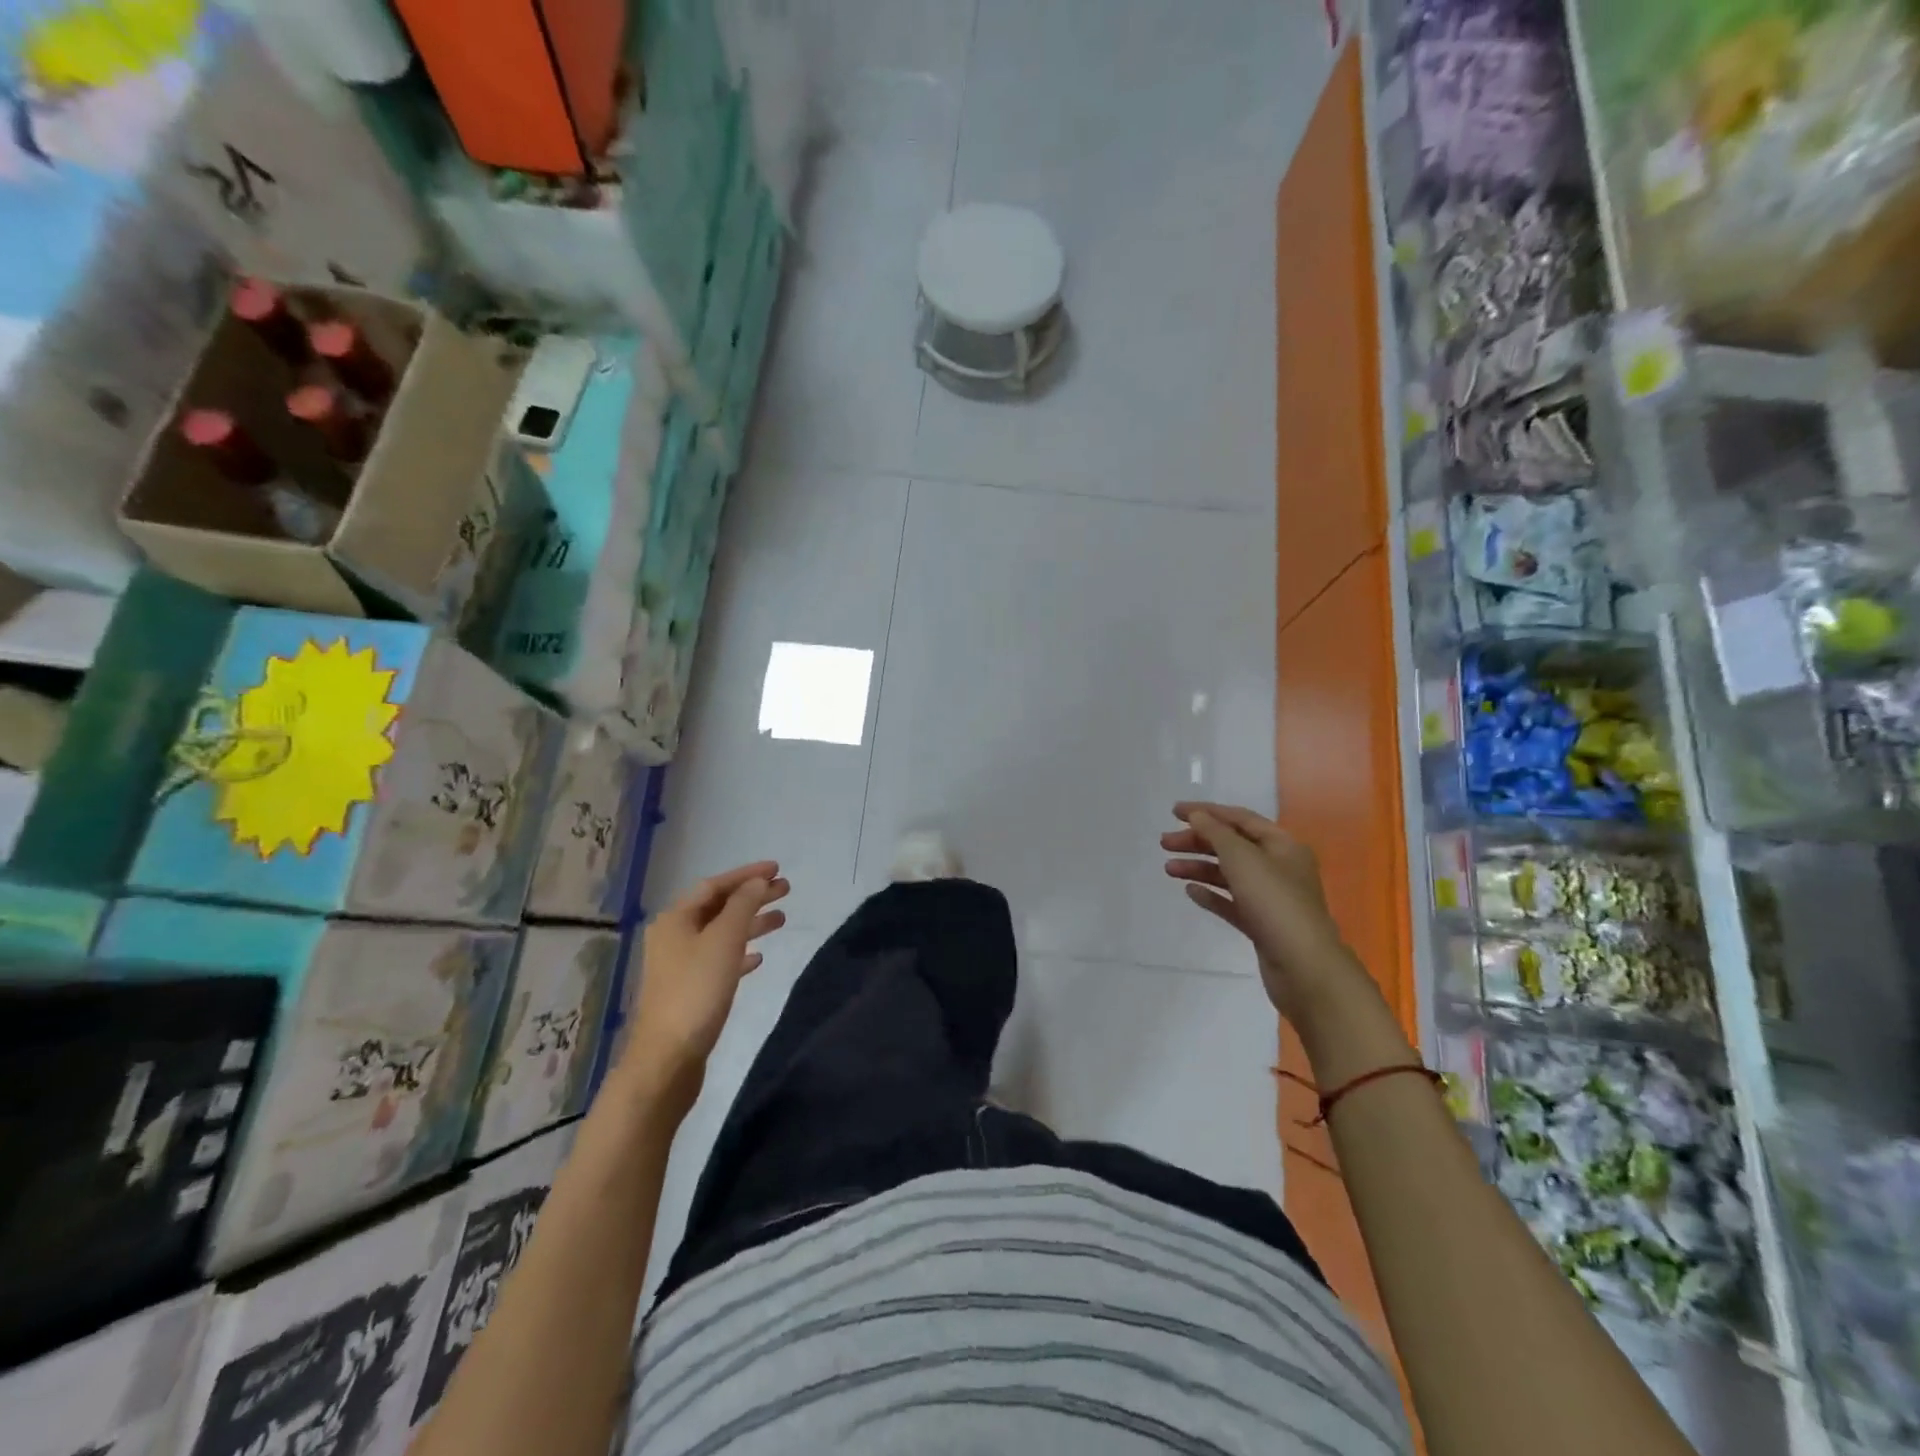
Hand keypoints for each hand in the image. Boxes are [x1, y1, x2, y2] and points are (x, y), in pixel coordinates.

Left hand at [620, 861, 789, 1108]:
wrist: (667, 1059)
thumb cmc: (696, 991)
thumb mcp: (724, 940)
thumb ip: (743, 906)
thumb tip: (757, 882)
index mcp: (676, 919)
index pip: (715, 885)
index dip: (747, 875)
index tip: (778, 869)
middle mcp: (674, 936)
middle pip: (718, 907)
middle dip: (752, 897)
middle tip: (786, 890)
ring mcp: (679, 965)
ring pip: (721, 933)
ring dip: (750, 924)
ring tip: (782, 920)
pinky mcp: (689, 991)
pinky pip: (719, 960)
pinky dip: (740, 953)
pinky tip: (759, 958)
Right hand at [1161, 802, 1371, 1020]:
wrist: (1304, 968)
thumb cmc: (1275, 903)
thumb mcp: (1243, 859)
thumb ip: (1216, 833)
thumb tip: (1197, 816)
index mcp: (1282, 845)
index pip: (1240, 818)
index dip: (1207, 812)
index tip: (1173, 812)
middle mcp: (1279, 867)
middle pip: (1232, 846)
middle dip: (1198, 842)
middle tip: (1164, 844)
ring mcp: (1271, 898)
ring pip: (1229, 874)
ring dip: (1199, 868)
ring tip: (1169, 870)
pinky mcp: (1262, 924)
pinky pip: (1231, 902)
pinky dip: (1211, 894)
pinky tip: (1190, 892)